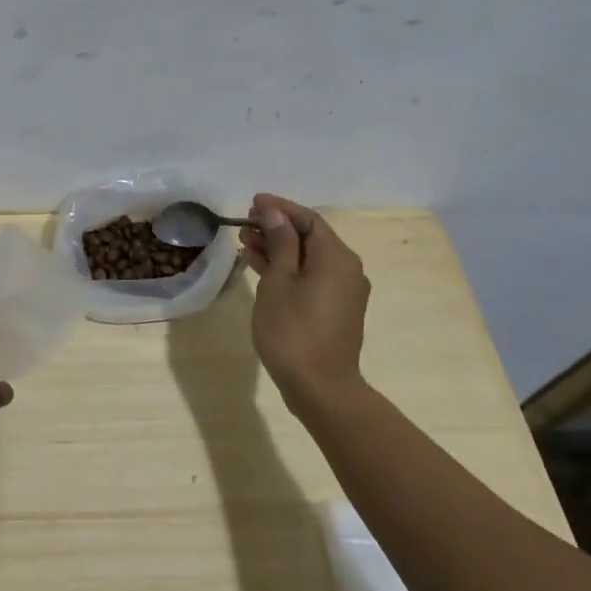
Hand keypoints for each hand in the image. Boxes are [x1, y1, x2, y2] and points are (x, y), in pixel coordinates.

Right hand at [241, 193, 372, 420]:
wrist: (320, 387)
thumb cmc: (293, 329)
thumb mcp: (279, 280)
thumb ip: (280, 242)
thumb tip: (274, 213)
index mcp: (336, 257)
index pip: (308, 219)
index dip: (280, 208)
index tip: (252, 202)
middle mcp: (346, 269)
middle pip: (310, 237)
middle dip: (276, 227)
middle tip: (244, 223)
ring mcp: (342, 292)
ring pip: (308, 259)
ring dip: (278, 248)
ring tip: (244, 243)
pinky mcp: (334, 310)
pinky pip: (310, 277)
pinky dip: (287, 269)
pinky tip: (260, 267)